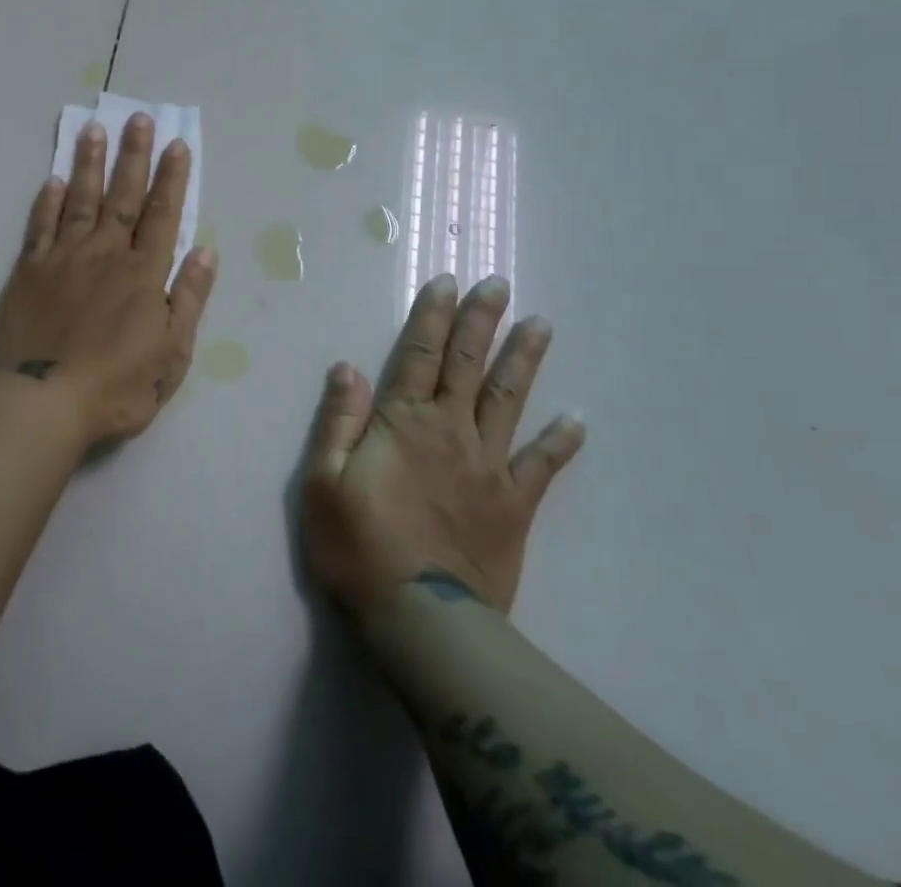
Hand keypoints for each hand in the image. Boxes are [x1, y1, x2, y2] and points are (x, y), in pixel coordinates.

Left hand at [0, 114, 216, 450]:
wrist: (43, 403)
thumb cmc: (117, 386)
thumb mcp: (172, 354)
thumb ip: (189, 299)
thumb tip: (206, 251)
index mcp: (143, 274)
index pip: (163, 215)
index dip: (172, 179)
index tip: (177, 144)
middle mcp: (105, 254)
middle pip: (123, 196)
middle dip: (133, 156)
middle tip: (138, 118)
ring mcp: (64, 258)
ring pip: (80, 200)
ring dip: (89, 164)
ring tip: (93, 130)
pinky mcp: (30, 271)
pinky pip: (41, 227)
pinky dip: (47, 201)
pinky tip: (52, 180)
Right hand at [299, 274, 584, 618]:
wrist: (421, 619)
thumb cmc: (358, 547)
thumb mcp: (322, 481)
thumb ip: (338, 420)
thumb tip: (347, 366)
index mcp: (403, 422)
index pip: (419, 354)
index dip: (432, 316)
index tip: (448, 281)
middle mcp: (450, 430)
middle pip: (468, 364)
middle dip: (481, 320)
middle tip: (499, 283)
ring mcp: (488, 465)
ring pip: (509, 399)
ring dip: (524, 359)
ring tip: (541, 324)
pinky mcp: (514, 504)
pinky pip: (542, 466)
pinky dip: (561, 441)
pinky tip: (578, 419)